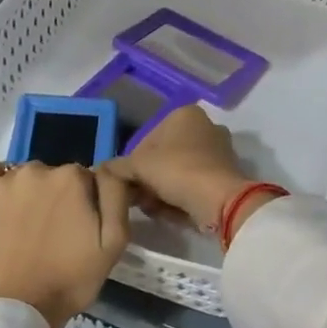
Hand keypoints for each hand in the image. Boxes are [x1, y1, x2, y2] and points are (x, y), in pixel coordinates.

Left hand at [0, 162, 131, 327]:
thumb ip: (117, 196)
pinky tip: (6, 203)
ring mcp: (6, 181)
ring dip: (34, 193)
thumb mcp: (113, 242)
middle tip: (59, 233)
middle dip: (63, 197)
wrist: (17, 308)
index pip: (90, 179)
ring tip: (32, 227)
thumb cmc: (70, 279)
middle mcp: (39, 169)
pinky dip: (0, 182)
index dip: (90, 203)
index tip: (84, 228)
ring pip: (30, 176)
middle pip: (59, 176)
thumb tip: (110, 169)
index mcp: (74, 177)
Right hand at [103, 105, 253, 229]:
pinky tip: (167, 212)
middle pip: (164, 156)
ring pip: (178, 172)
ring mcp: (218, 152)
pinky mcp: (226, 176)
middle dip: (148, 178)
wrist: (219, 200)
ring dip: (161, 191)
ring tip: (150, 208)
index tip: (127, 182)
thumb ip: (117, 166)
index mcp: (185, 115)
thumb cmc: (176, 170)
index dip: (133, 162)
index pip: (147, 138)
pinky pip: (193, 185)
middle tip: (136, 197)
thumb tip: (100, 169)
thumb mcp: (138, 166)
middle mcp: (205, 127)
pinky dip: (179, 197)